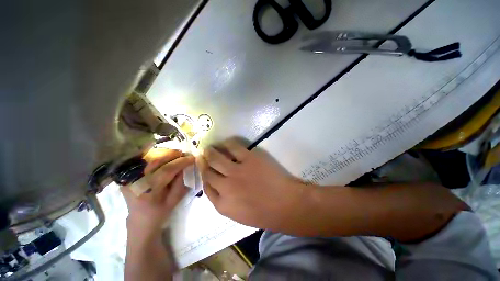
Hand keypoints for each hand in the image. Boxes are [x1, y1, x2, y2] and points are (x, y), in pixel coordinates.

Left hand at [121, 150, 194, 235]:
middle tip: (184, 154)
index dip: (181, 162)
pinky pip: (143, 161)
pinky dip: (156, 157)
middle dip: (173, 155)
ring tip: (176, 155)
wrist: (140, 220)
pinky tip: (165, 158)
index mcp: (148, 192)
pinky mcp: (126, 176)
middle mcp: (135, 183)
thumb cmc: (159, 212)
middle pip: (156, 161)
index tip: (192, 157)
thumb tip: (186, 165)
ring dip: (165, 154)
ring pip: (149, 158)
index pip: (166, 171)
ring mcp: (128, 178)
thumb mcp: (175, 199)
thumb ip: (181, 181)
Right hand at [197, 139, 310, 230]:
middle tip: (201, 155)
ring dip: (210, 152)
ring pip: (216, 158)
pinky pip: (233, 147)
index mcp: (222, 204)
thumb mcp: (239, 214)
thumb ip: (225, 201)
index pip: (206, 186)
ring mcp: (236, 171)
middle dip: (203, 162)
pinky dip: (226, 144)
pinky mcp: (248, 158)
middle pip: (208, 171)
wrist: (286, 204)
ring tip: (209, 148)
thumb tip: (217, 186)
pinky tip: (224, 143)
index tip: (203, 169)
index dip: (203, 175)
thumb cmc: (265, 212)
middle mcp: (225, 186)